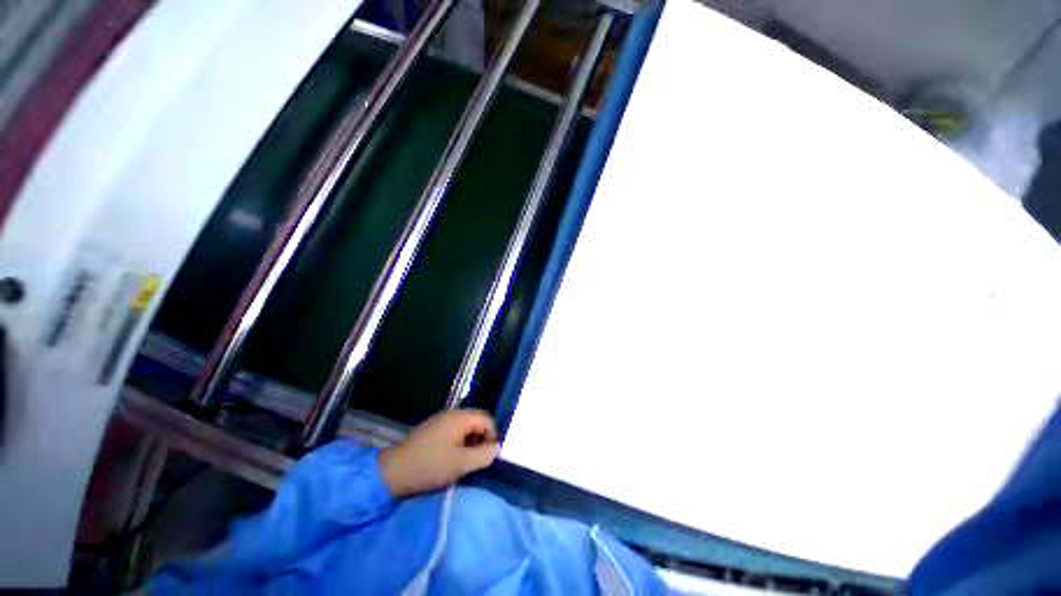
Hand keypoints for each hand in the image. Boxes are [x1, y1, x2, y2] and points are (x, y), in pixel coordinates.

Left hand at [379, 409, 499, 497]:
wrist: (393, 471)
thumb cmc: (430, 465)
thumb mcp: (461, 463)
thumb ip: (484, 455)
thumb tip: (497, 448)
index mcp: (460, 417)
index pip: (487, 419)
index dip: (492, 436)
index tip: (487, 456)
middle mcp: (452, 413)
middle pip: (476, 420)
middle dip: (481, 438)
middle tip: (477, 459)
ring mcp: (440, 420)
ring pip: (465, 426)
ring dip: (470, 441)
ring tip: (464, 460)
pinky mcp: (432, 428)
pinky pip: (454, 430)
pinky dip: (459, 441)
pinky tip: (451, 457)